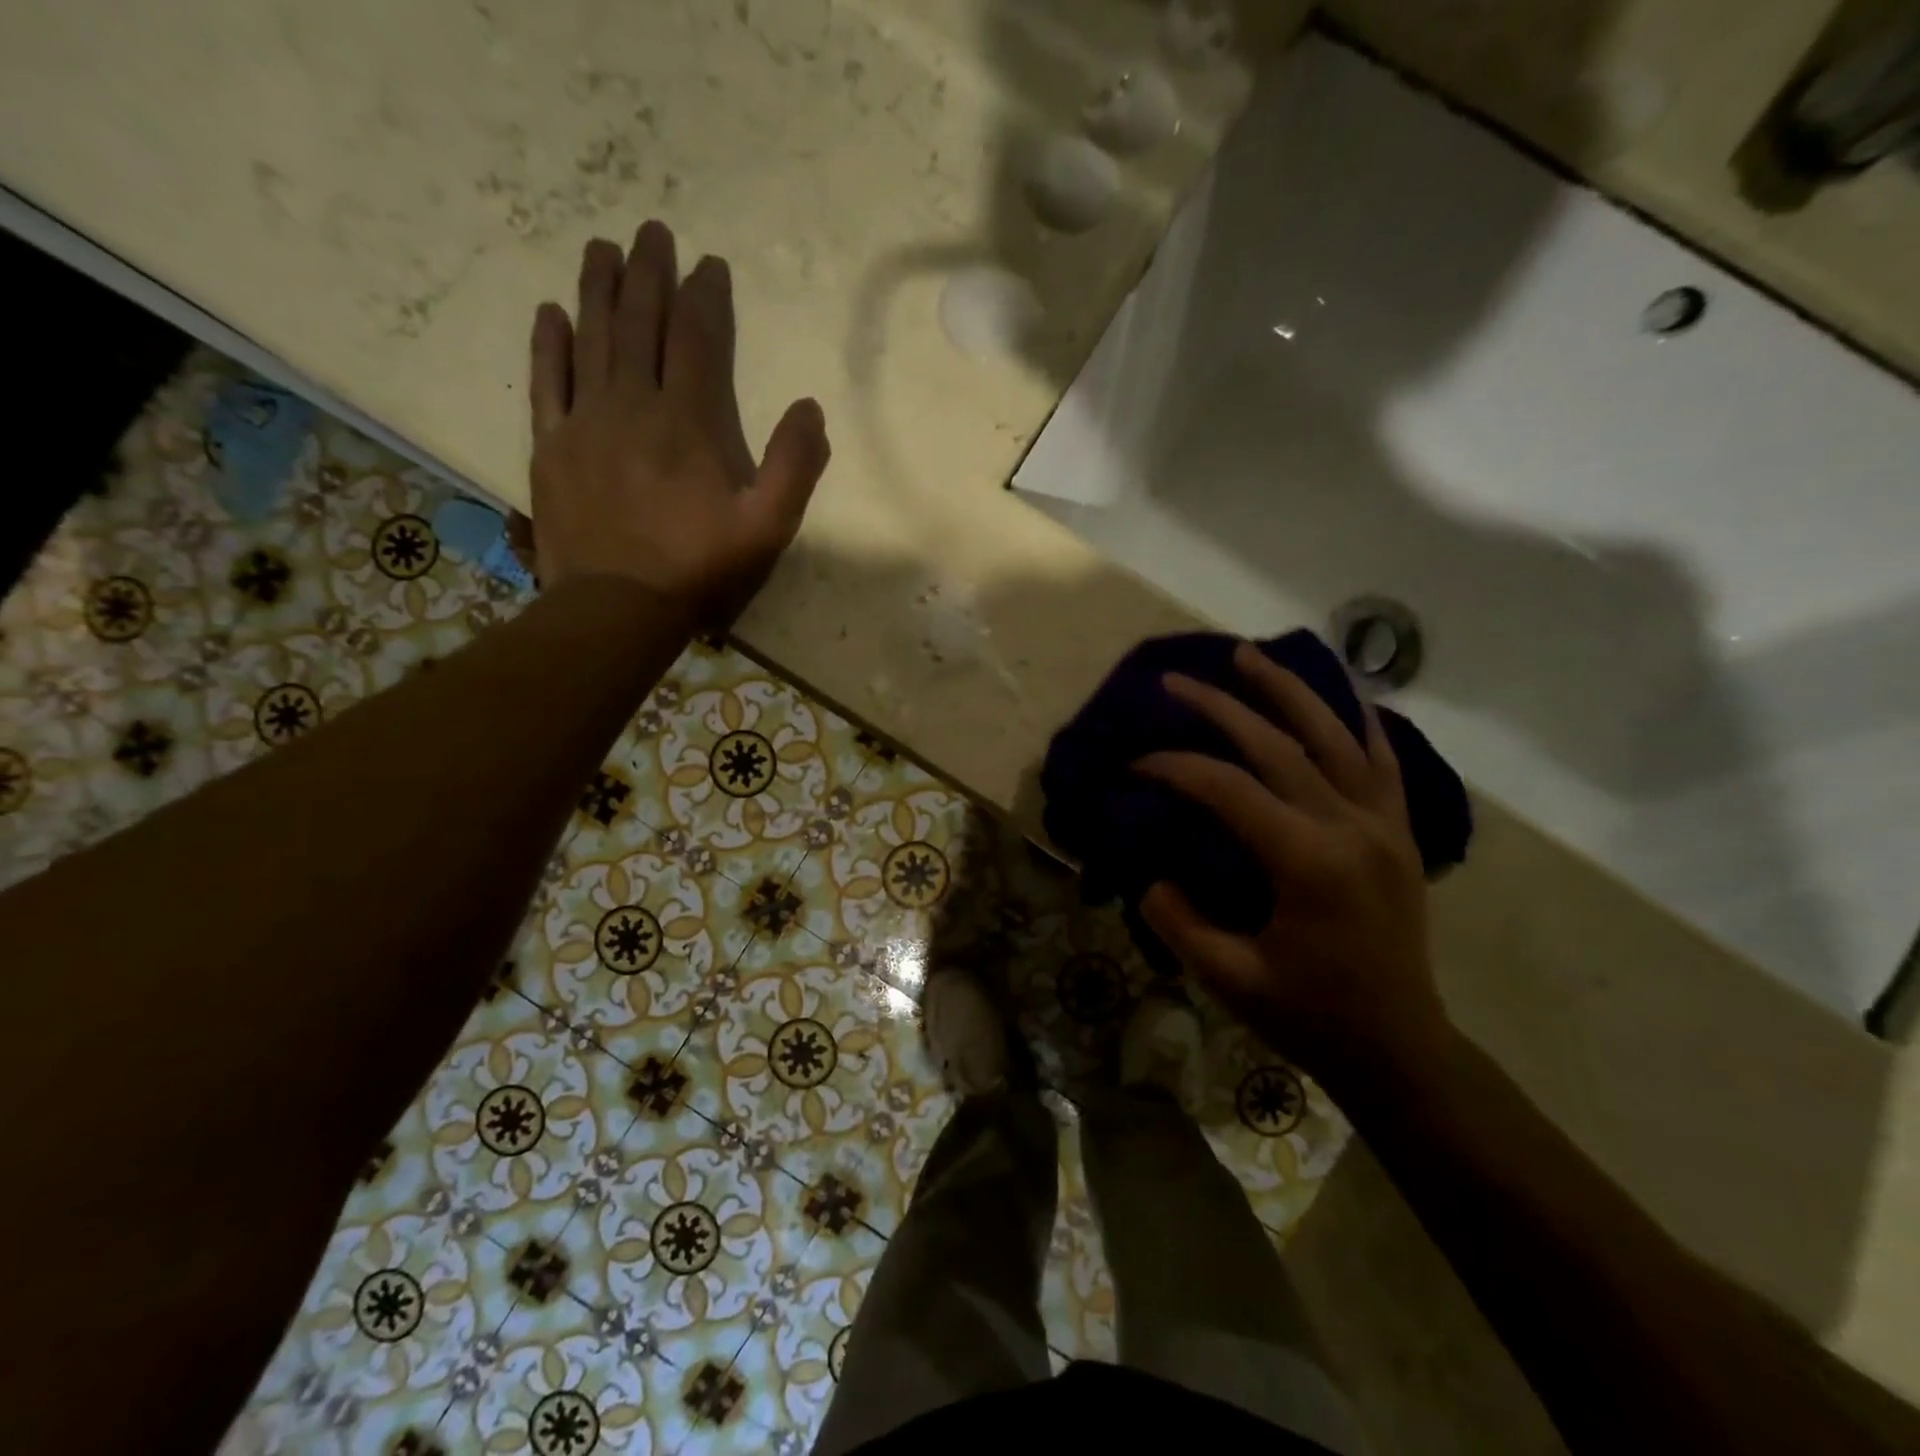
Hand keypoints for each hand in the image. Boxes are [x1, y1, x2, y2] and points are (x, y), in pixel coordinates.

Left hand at [527, 221, 830, 623]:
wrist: (619, 605)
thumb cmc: (700, 567)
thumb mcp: (768, 527)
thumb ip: (795, 466)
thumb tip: (810, 407)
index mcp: (689, 420)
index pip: (698, 339)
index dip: (705, 297)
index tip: (709, 264)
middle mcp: (634, 404)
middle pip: (640, 323)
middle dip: (649, 274)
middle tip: (651, 232)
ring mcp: (586, 421)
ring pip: (592, 339)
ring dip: (598, 290)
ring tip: (602, 249)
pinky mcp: (552, 446)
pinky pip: (547, 382)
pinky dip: (549, 344)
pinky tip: (551, 313)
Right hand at [1136, 642, 1450, 1091]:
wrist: (1400, 1047)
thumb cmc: (1311, 1015)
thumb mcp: (1229, 978)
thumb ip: (1179, 921)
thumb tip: (1150, 874)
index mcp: (1307, 861)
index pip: (1227, 790)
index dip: (1174, 768)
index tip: (1134, 764)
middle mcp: (1350, 827)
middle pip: (1278, 745)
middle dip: (1220, 708)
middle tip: (1175, 682)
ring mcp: (1384, 824)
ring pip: (1335, 735)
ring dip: (1288, 691)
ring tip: (1249, 655)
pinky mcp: (1400, 831)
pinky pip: (1384, 760)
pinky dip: (1359, 720)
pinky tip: (1340, 694)